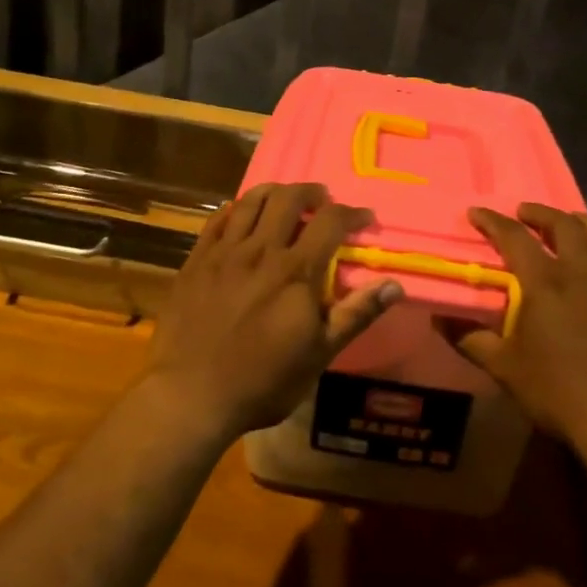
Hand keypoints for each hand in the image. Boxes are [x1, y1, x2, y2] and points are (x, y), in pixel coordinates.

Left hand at [141, 182, 402, 440]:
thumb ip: (356, 314)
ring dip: (274, 192)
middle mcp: (260, 250)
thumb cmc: (263, 381)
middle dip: (312, 192)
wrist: (191, 395)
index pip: (330, 221)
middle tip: (322, 200)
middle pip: (288, 199)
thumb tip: (394, 285)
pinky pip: (216, 220)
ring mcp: (223, 253)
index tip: (364, 218)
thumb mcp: (320, 354)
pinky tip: (240, 214)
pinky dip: (234, 209)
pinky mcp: (195, 261)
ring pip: (250, 201)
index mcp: (295, 271)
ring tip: (285, 198)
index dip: (352, 214)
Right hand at [448, 204, 586, 453]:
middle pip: (565, 226)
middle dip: (541, 212)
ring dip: (579, 222)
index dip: (493, 222)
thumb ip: (470, 339)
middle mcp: (582, 273)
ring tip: (566, 222)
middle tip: (523, 211)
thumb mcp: (504, 367)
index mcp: (546, 283)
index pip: (515, 238)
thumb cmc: (557, 390)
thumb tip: (438, 320)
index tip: (476, 212)